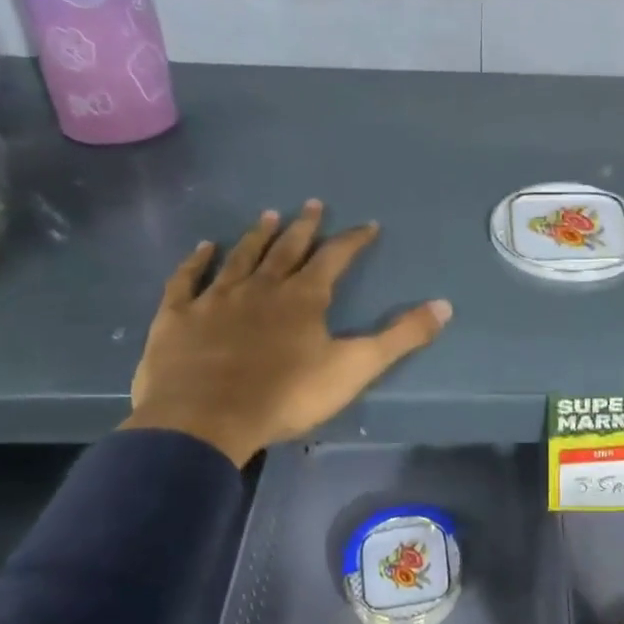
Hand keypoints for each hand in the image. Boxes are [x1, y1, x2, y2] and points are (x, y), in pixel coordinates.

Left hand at [123, 200, 451, 465]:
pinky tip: (203, 248)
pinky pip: (187, 280)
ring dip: (256, 236)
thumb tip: (445, 305)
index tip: (368, 225)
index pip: (335, 257)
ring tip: (268, 214)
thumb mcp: (355, 368)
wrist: (205, 420)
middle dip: (304, 226)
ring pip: (241, 258)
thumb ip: (400, 337)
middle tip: (313, 204)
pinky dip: (196, 262)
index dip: (353, 240)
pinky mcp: (178, 317)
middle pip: (287, 249)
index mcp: (304, 298)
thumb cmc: (286, 395)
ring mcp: (216, 299)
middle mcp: (261, 287)